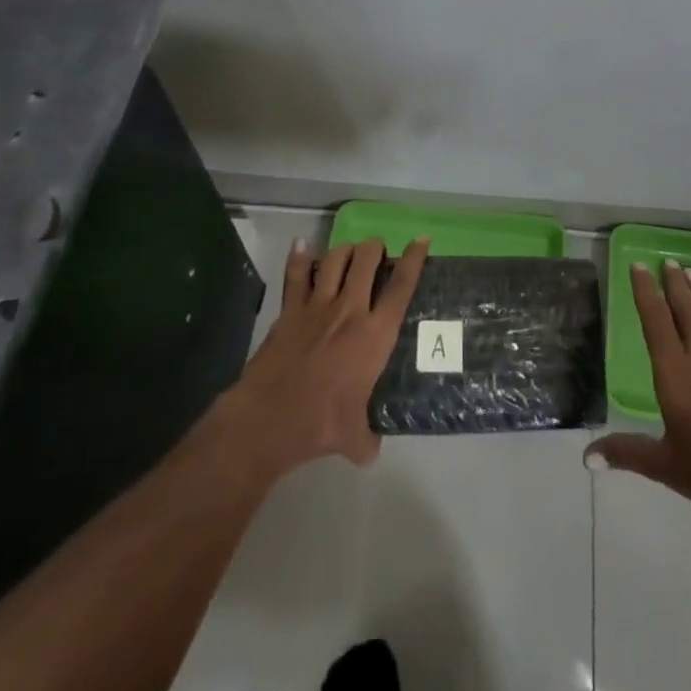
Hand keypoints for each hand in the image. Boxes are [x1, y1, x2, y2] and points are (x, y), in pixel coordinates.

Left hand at [219, 236, 428, 476]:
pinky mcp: (289, 310)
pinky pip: (295, 275)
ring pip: (336, 259)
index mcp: (375, 335)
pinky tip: (302, 246)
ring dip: (346, 249)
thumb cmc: (320, 424)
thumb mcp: (354, 437)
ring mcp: (317, 306)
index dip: (414, 259)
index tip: (421, 240)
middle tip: (378, 252)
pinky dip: (300, 258)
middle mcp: (350, 310)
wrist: (269, 418)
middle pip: (367, 259)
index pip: (401, 286)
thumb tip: (370, 450)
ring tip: (350, 252)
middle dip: (375, 247)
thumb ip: (366, 439)